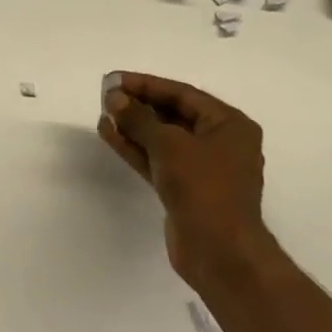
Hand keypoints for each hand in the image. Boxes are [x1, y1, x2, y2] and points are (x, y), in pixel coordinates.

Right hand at [100, 72, 268, 288]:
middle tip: (106, 97)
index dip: (146, 85)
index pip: (183, 94)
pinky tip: (110, 136)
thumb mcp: (169, 145)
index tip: (114, 80)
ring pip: (163, 140)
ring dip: (133, 128)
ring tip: (102, 115)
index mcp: (229, 124)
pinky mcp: (185, 190)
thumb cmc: (203, 187)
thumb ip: (139, 118)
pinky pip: (158, 161)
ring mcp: (202, 168)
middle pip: (173, 115)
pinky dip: (136, 149)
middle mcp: (220, 142)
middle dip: (139, 106)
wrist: (218, 250)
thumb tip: (115, 98)